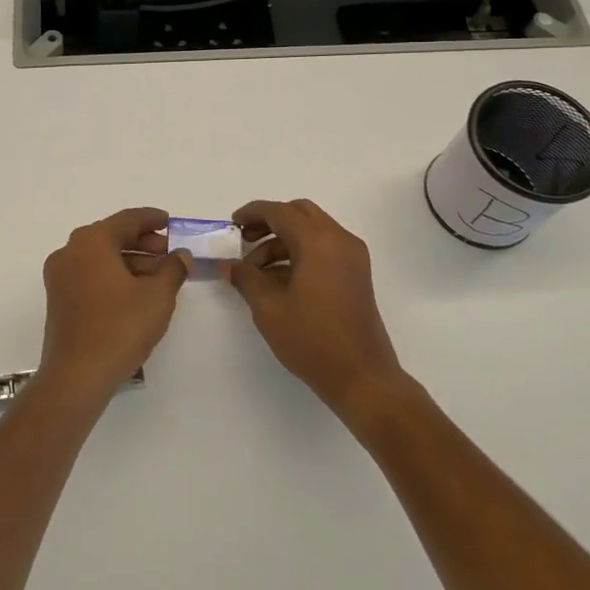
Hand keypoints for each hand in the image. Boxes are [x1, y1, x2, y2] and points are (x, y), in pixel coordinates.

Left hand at [37, 208, 191, 406]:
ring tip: (159, 276)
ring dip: (130, 261)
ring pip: (101, 257)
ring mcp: (60, 276)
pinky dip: (113, 275)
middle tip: (169, 253)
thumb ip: (173, 269)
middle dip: (143, 243)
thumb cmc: (119, 328)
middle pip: (112, 236)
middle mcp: (70, 251)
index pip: (127, 219)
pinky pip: (90, 274)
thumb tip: (180, 255)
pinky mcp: (58, 298)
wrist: (77, 375)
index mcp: (91, 242)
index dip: (152, 219)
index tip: (170, 222)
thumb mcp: (157, 296)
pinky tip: (136, 292)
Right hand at [225, 199, 407, 417]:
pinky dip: (300, 252)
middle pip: (300, 213)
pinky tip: (279, 280)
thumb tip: (227, 264)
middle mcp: (340, 240)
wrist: (362, 377)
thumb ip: (245, 278)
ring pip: (312, 230)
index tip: (232, 224)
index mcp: (319, 242)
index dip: (253, 213)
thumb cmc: (312, 340)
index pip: (280, 212)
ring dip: (283, 240)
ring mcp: (352, 257)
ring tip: (256, 271)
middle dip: (270, 222)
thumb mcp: (269, 308)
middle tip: (245, 240)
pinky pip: (324, 248)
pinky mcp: (356, 274)